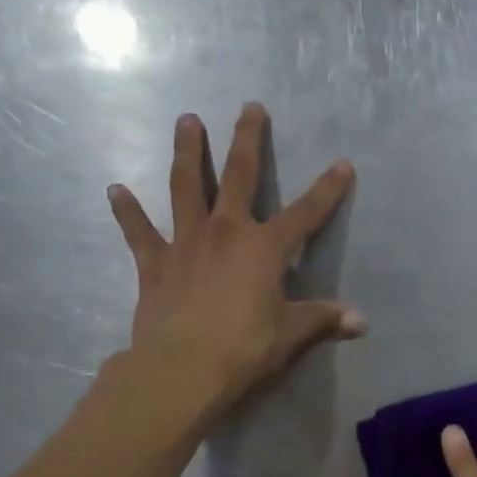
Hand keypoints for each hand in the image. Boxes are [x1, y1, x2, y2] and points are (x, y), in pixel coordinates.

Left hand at [107, 104, 362, 420]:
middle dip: (247, 140)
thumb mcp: (290, 335)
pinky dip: (127, 211)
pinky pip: (139, 232)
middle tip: (249, 108)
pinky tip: (116, 190)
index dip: (327, 190)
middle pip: (238, 175)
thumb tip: (361, 322)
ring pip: (185, 186)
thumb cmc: (243, 349)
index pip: (305, 213)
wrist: (181, 368)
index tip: (342, 164)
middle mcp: (225, 232)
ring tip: (186, 120)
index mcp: (264, 248)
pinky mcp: (154, 263)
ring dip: (187, 151)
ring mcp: (186, 243)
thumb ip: (323, 320)